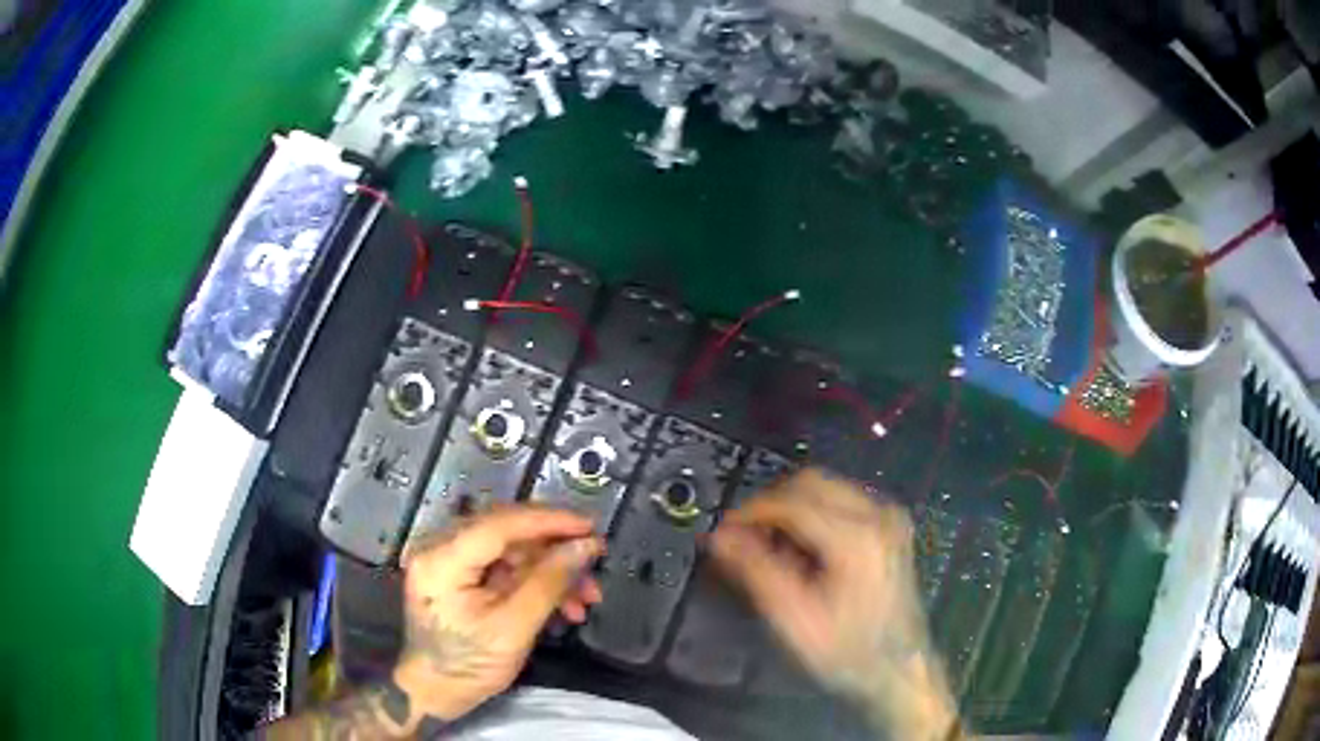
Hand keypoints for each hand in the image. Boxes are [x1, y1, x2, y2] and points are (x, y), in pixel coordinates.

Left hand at [396, 506, 604, 721]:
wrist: (436, 692)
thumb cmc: (469, 665)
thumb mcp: (514, 629)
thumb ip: (549, 583)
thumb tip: (586, 546)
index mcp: (443, 559)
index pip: (499, 523)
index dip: (548, 521)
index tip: (591, 527)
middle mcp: (440, 548)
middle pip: (507, 531)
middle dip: (555, 550)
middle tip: (594, 562)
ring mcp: (449, 560)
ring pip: (512, 550)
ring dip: (551, 570)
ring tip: (586, 599)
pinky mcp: (459, 574)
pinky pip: (505, 566)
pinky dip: (536, 581)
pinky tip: (563, 605)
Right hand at [710, 469, 958, 739]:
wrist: (900, 668)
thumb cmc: (847, 651)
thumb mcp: (794, 618)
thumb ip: (756, 570)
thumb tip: (720, 537)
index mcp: (857, 537)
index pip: (793, 501)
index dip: (751, 511)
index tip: (723, 531)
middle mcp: (878, 515)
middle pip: (811, 482)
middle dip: (771, 504)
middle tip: (744, 536)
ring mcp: (889, 518)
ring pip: (827, 489)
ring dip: (792, 508)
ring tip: (770, 547)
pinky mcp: (890, 528)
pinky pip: (842, 503)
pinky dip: (814, 515)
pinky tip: (801, 550)